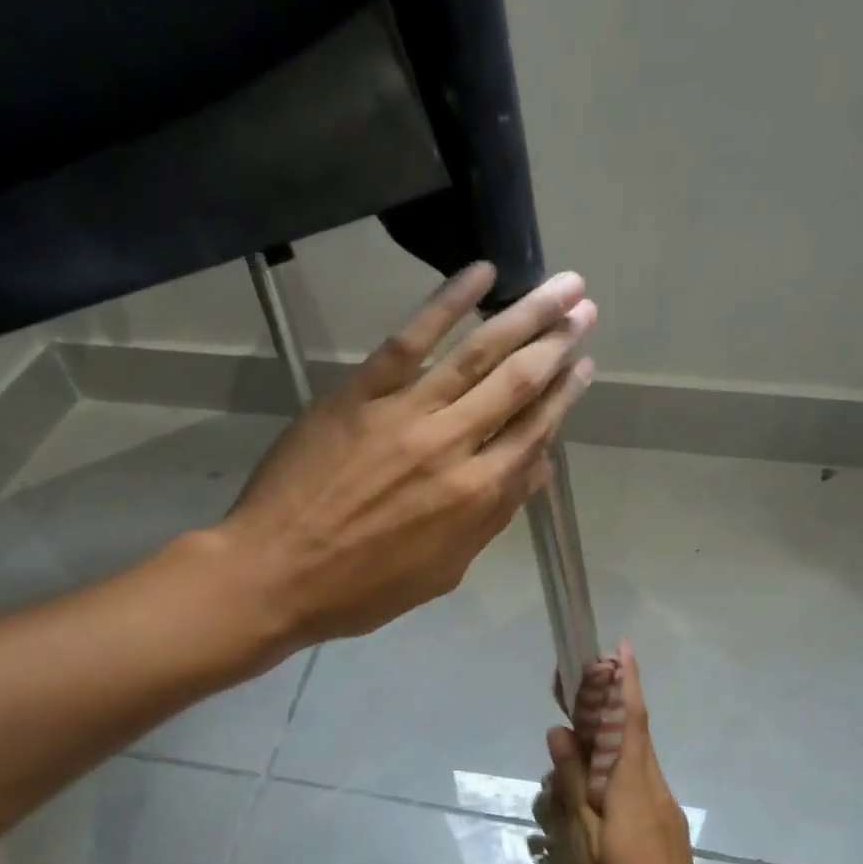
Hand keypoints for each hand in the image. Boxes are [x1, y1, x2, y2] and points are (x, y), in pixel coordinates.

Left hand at [217, 262, 596, 646]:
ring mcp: (406, 413)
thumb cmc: (361, 589)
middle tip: (585, 310)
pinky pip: (410, 340)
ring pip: (478, 355)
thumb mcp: (442, 572)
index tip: (584, 366)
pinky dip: (447, 302)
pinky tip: (481, 274)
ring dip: (524, 316)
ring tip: (561, 286)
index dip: (565, 398)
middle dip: (558, 344)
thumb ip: (492, 519)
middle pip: (518, 384)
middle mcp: (453, 446)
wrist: (276, 574)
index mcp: (476, 496)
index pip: (534, 434)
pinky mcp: (361, 393)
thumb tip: (538, 469)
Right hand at [532, 642, 722, 863]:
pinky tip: (585, 794)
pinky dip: (610, 771)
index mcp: (633, 785)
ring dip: (603, 742)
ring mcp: (661, 807)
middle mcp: (653, 786)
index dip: (625, 683)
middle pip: (630, 734)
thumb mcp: (585, 843)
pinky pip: (632, 783)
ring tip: (566, 751)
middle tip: (572, 691)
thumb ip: (574, 785)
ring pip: (630, 760)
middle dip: (606, 705)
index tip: (620, 648)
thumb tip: (560, 734)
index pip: (630, 721)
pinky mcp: (662, 825)